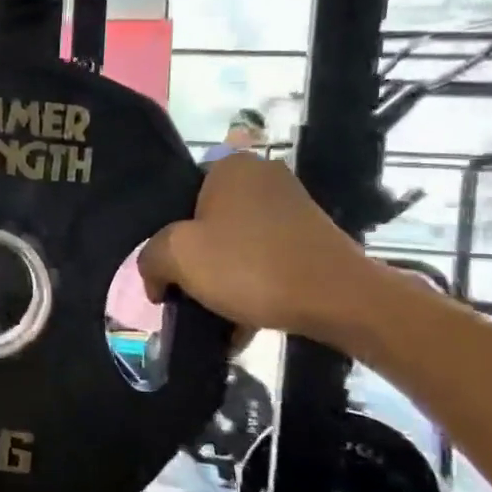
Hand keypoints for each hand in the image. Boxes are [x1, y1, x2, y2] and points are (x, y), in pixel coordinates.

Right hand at [138, 152, 373, 342]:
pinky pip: (265, 261)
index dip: (165, 236)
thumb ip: (150, 258)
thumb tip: (155, 276)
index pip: (178, 196)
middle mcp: (263, 177)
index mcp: (230, 166)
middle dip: (194, 262)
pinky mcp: (312, 239)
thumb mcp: (178, 257)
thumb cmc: (250, 265)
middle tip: (184, 293)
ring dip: (221, 280)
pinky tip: (241, 324)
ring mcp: (292, 208)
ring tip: (213, 316)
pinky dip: (251, 288)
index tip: (167, 270)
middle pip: (206, 223)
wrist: (340, 300)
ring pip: (235, 245)